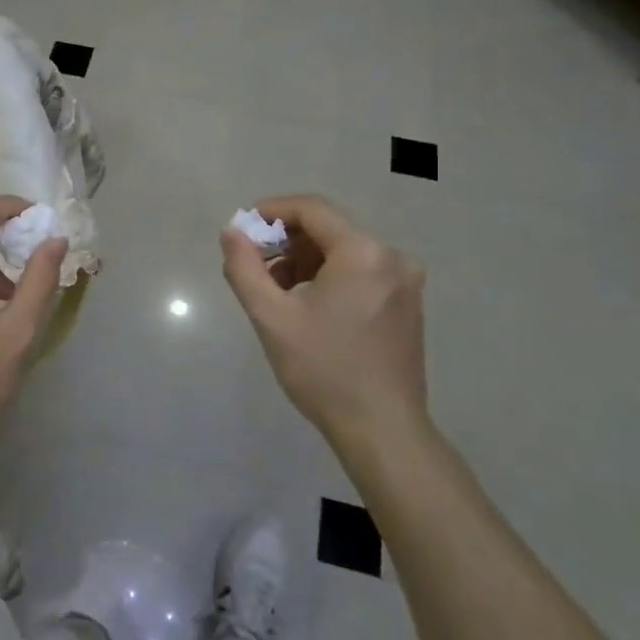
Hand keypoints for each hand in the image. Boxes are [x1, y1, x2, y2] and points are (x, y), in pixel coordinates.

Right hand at [220, 194, 431, 456]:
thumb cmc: (323, 370)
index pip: (312, 209)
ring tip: (276, 291)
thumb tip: (232, 232)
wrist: (382, 430)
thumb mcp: (271, 317)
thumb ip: (245, 268)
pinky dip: (329, 277)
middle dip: (286, 241)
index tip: (243, 229)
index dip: (272, 210)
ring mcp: (405, 282)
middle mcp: (392, 257)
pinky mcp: (407, 305)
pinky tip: (308, 306)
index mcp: (363, 253)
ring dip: (305, 261)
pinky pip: (362, 272)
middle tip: (255, 266)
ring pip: (345, 252)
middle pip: (329, 229)